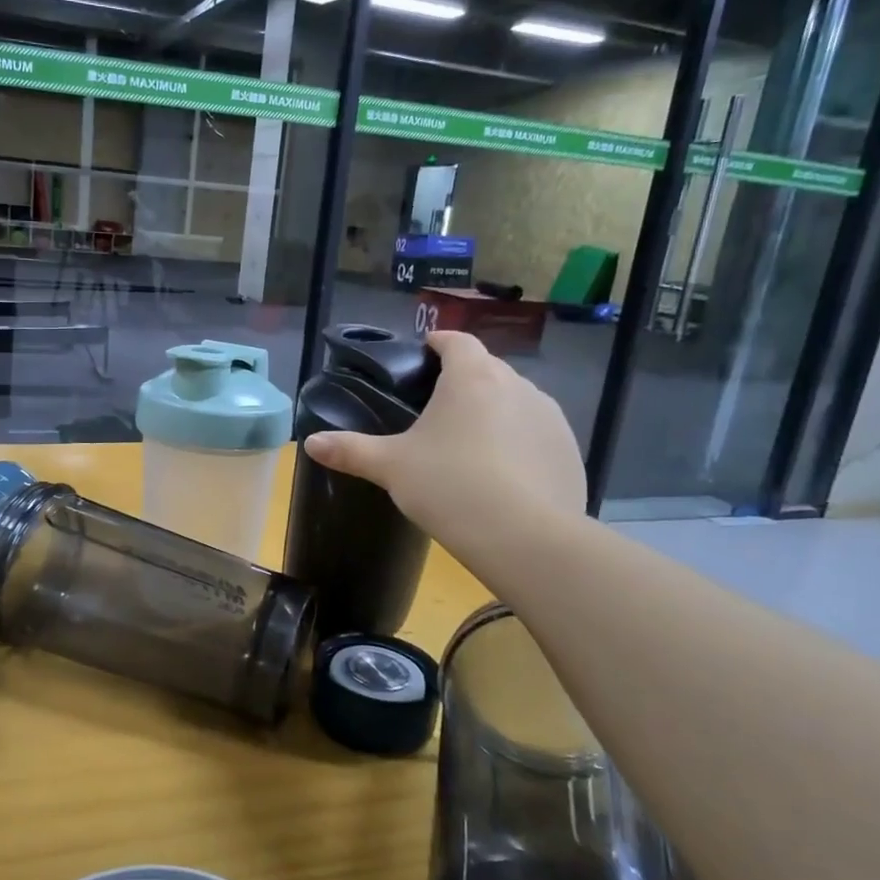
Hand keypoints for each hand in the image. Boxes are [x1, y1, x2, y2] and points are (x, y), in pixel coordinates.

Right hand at [303, 330, 585, 562]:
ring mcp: (550, 418)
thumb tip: (310, 443)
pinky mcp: (569, 451)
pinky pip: (538, 435)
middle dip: (465, 381)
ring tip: (471, 445)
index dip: (439, 343)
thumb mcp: (391, 467)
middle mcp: (517, 386)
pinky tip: (504, 476)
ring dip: (495, 412)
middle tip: (438, 410)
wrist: (525, 537)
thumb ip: (351, 450)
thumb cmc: (449, 486)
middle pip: (488, 369)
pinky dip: (520, 444)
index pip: (457, 341)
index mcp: (472, 377)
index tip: (425, 353)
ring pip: (516, 402)